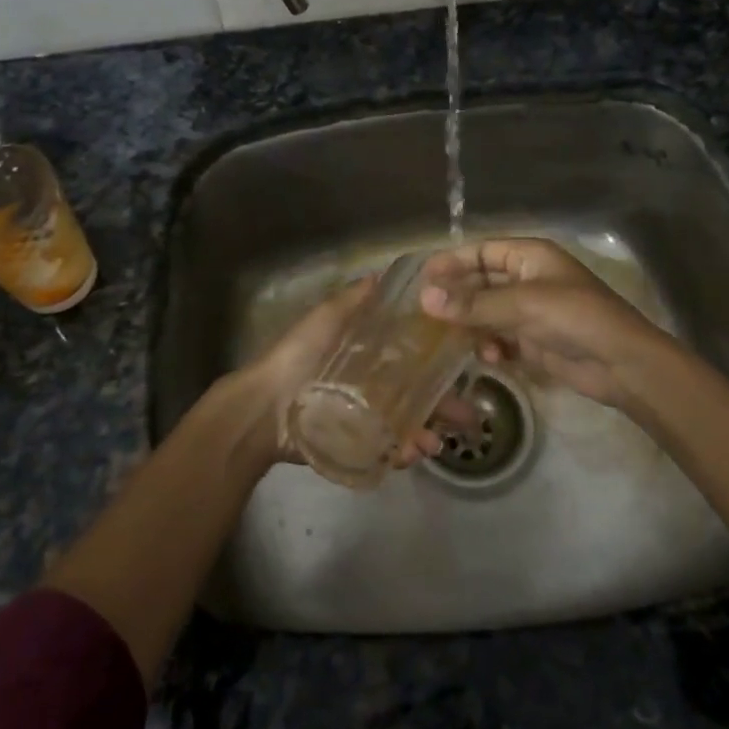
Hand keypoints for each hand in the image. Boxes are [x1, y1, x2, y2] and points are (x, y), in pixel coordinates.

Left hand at [220, 277, 456, 470]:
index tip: (465, 359)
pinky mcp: (355, 446)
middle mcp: (370, 385)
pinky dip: (402, 452)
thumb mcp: (325, 319)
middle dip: (442, 405)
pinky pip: (385, 449)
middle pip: (414, 394)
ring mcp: (364, 418)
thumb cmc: (296, 357)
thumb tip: (382, 274)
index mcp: (365, 355)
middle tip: (467, 416)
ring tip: (436, 444)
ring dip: (426, 433)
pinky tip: (413, 454)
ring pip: (405, 424)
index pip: (410, 356)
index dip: (436, 359)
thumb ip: (352, 300)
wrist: (262, 409)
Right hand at [419, 238, 682, 409]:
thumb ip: (473, 303)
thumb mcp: (522, 305)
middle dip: (457, 298)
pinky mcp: (534, 341)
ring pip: (487, 313)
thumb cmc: (575, 318)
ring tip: (451, 339)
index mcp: (530, 256)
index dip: (452, 262)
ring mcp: (531, 311)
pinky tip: (490, 357)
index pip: (481, 251)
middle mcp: (528, 279)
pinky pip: (500, 338)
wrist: (622, 364)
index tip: (422, 279)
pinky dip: (491, 346)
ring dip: (471, 325)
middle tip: (425, 314)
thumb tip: (424, 298)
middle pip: (481, 282)